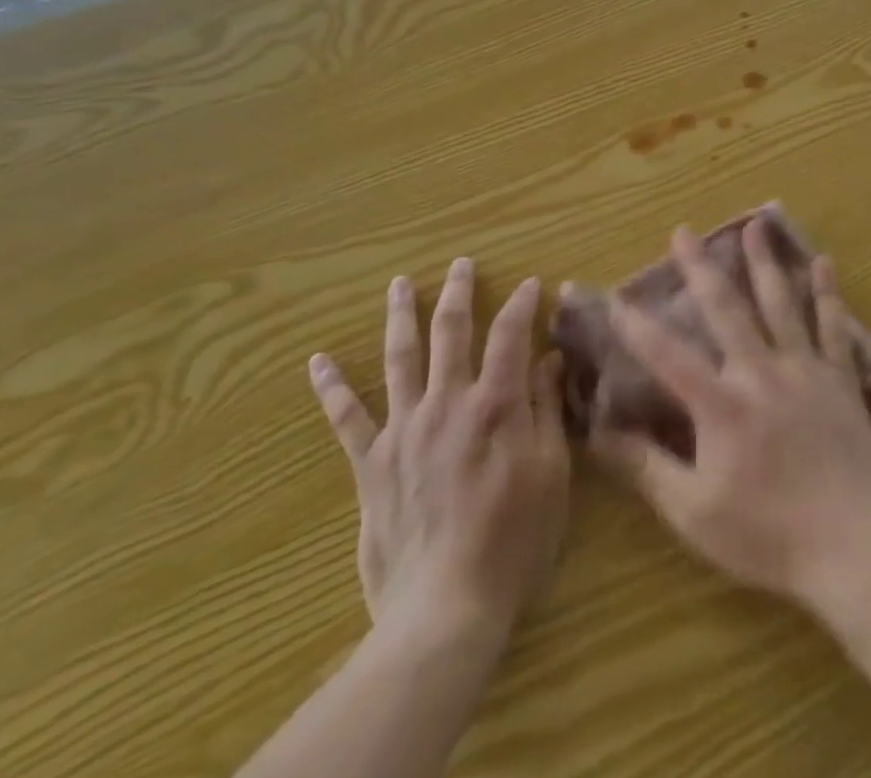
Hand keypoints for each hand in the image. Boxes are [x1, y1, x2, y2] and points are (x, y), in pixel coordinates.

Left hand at [309, 259, 570, 639]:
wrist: (446, 607)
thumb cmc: (514, 540)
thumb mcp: (551, 474)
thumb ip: (546, 410)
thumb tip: (549, 359)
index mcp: (495, 404)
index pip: (510, 334)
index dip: (522, 304)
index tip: (531, 284)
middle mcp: (447, 402)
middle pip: (450, 331)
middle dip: (458, 292)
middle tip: (461, 264)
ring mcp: (404, 429)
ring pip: (400, 357)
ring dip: (401, 316)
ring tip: (399, 284)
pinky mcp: (372, 463)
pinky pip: (347, 418)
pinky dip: (332, 388)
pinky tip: (318, 362)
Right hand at [590, 222, 870, 607]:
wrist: (853, 550)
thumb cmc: (766, 535)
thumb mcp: (693, 512)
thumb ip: (646, 468)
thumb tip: (600, 433)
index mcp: (720, 404)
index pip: (666, 354)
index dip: (635, 325)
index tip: (614, 297)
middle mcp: (760, 372)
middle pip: (725, 308)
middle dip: (699, 267)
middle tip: (683, 231)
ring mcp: (804, 371)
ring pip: (780, 304)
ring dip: (764, 262)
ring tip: (755, 225)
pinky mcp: (839, 381)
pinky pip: (833, 328)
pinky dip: (827, 294)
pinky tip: (823, 263)